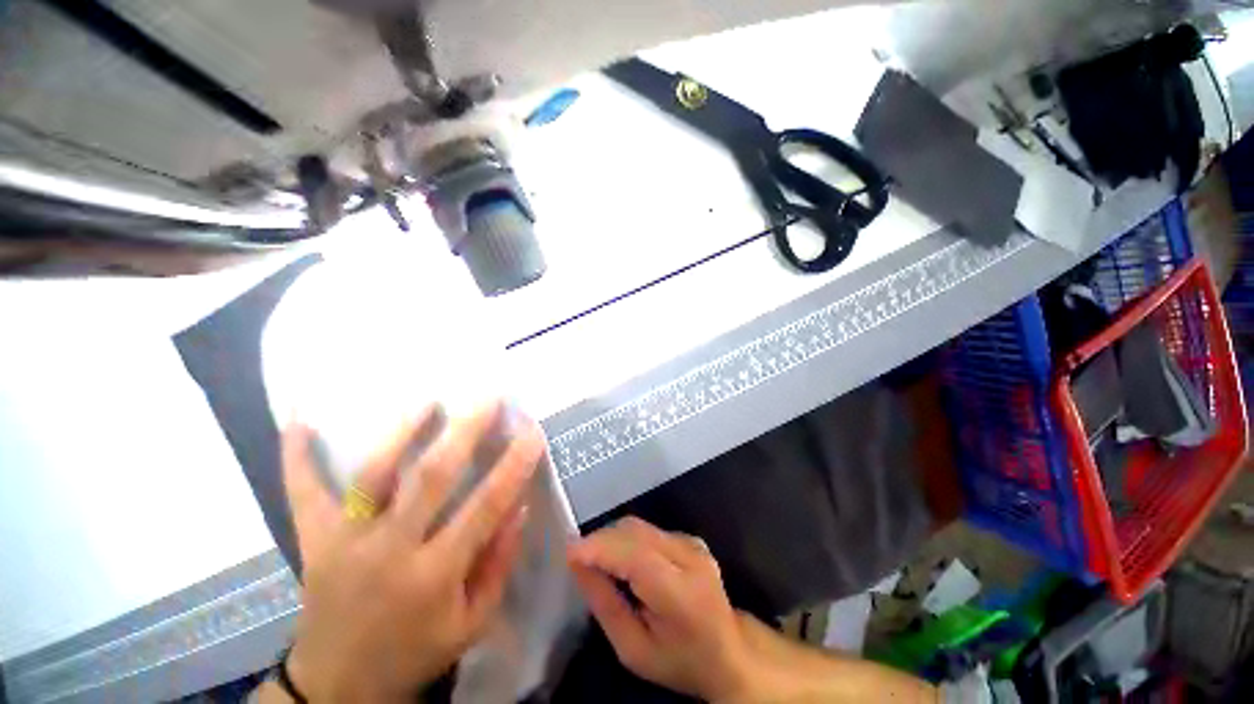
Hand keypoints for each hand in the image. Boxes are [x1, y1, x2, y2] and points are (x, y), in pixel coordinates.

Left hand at [280, 402, 544, 702]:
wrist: (338, 685)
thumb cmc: (416, 651)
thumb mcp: (472, 622)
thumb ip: (498, 563)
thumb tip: (519, 507)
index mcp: (434, 575)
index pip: (486, 507)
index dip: (513, 465)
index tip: (532, 431)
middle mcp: (389, 550)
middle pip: (432, 478)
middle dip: (466, 432)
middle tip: (488, 398)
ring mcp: (345, 541)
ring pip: (374, 475)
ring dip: (402, 432)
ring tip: (428, 401)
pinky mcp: (314, 540)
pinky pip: (303, 493)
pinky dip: (297, 457)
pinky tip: (301, 419)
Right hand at [566, 517, 753, 701]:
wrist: (729, 652)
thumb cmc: (679, 661)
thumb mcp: (634, 650)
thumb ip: (605, 605)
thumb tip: (578, 565)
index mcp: (681, 593)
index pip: (636, 556)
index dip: (601, 548)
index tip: (570, 551)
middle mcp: (690, 557)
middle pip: (636, 533)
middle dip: (601, 539)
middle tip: (578, 558)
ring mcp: (692, 543)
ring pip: (640, 526)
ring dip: (612, 537)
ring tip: (595, 559)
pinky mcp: (690, 537)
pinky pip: (649, 530)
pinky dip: (627, 539)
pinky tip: (621, 559)